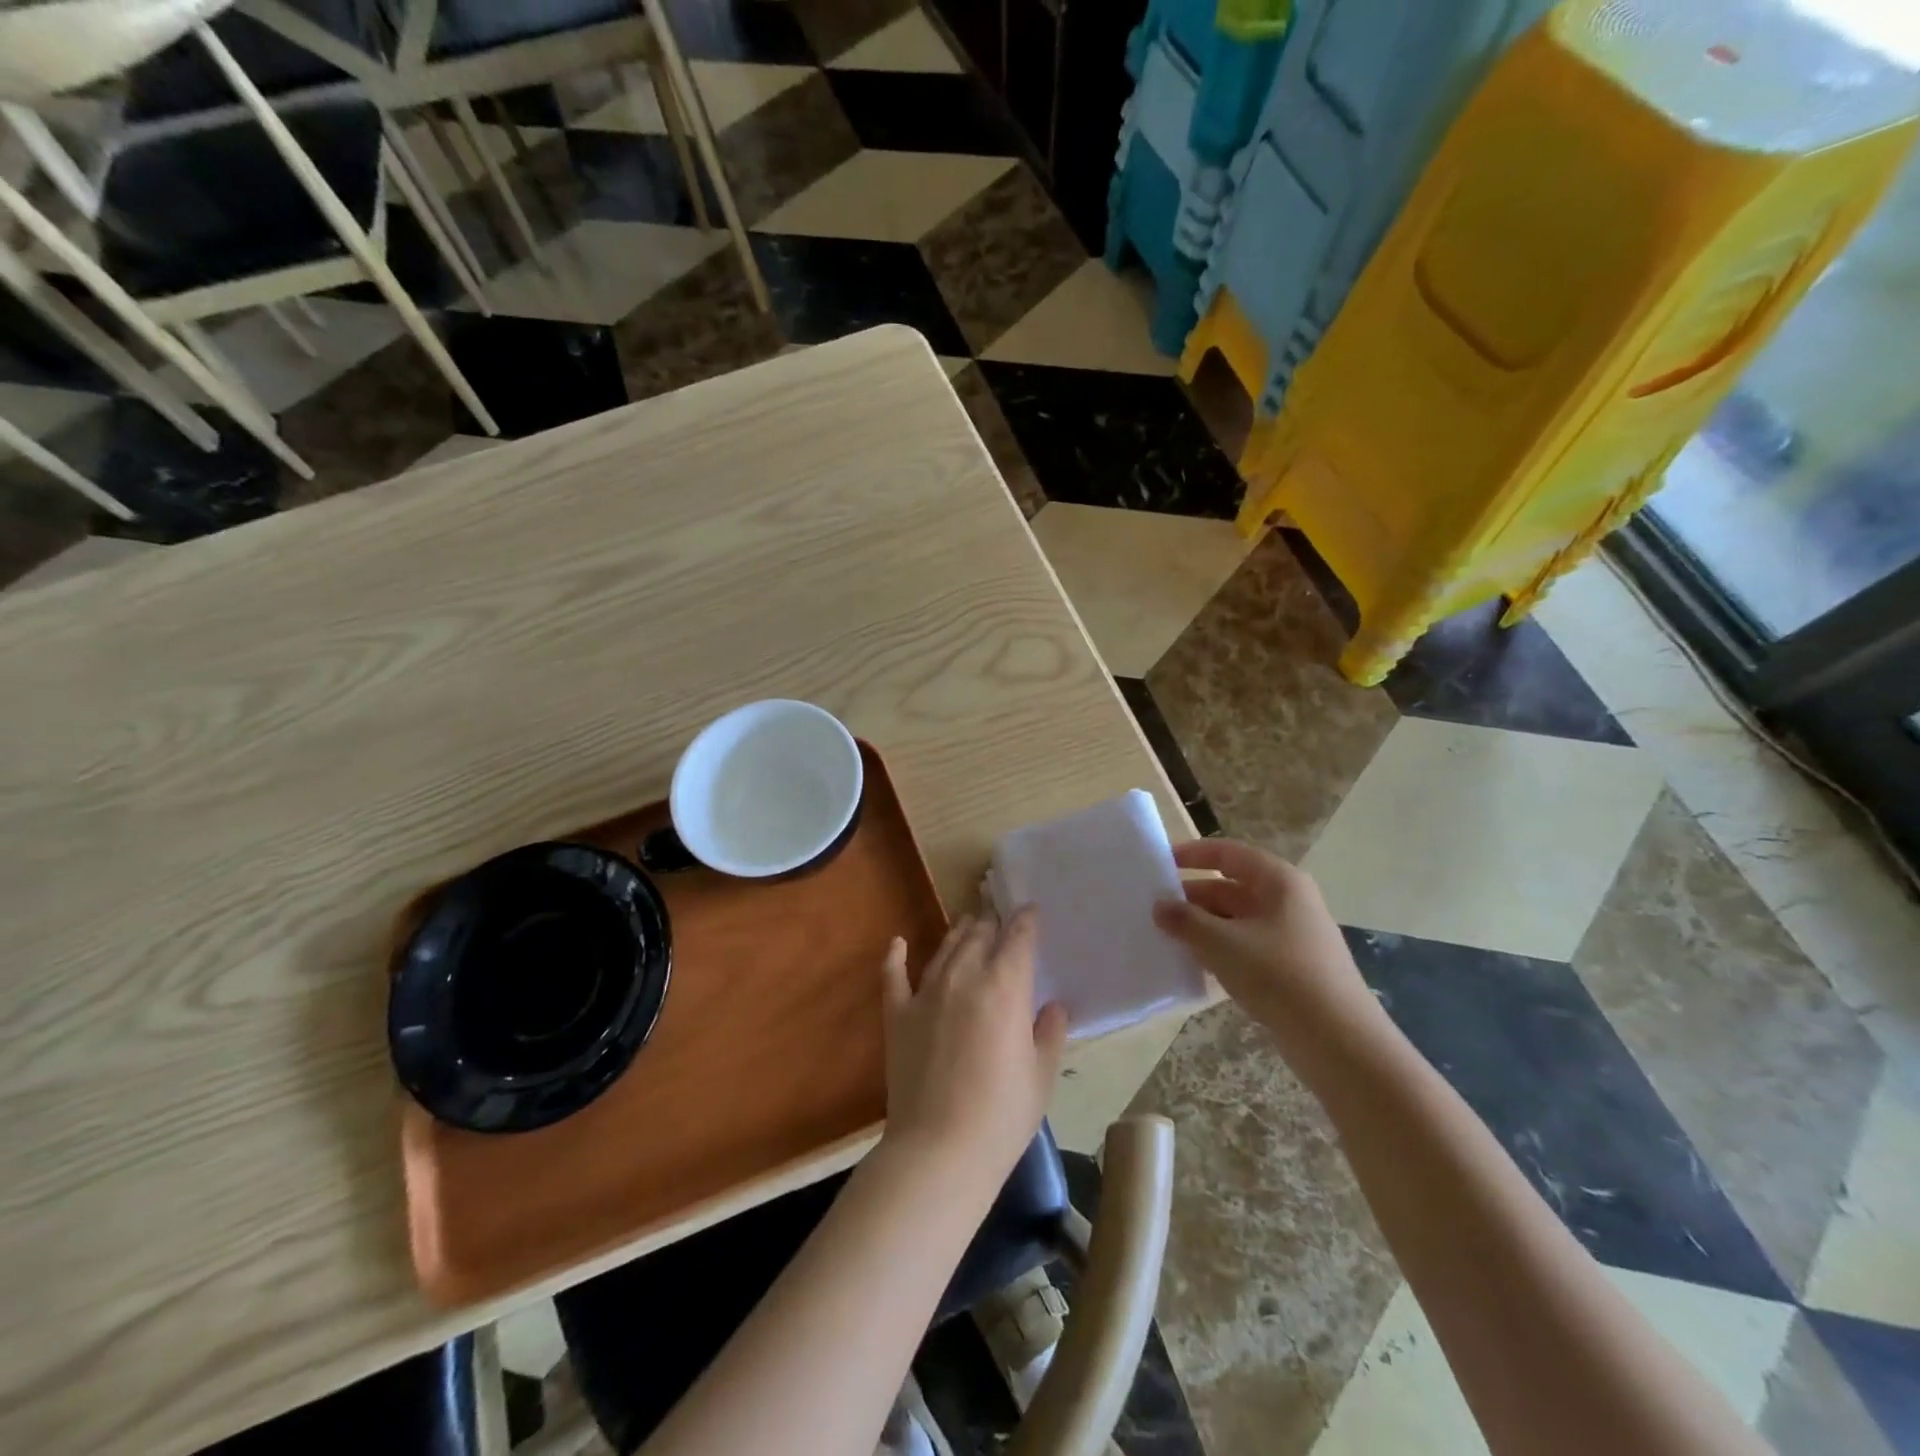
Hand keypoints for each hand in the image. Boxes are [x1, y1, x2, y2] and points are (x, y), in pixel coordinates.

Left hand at [880, 910, 1067, 1188]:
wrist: (939, 1150)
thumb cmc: (1002, 1115)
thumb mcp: (1040, 1075)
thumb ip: (1049, 1032)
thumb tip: (1053, 1006)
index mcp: (1004, 986)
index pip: (1018, 938)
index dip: (1026, 920)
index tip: (1030, 911)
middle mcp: (964, 977)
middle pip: (979, 935)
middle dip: (992, 923)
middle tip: (1000, 920)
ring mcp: (926, 993)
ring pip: (944, 948)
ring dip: (959, 932)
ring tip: (968, 923)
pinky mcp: (898, 1015)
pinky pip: (893, 976)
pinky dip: (895, 956)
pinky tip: (898, 942)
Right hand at [1153, 839, 1383, 1056]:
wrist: (1338, 1041)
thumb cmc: (1278, 975)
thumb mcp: (1222, 943)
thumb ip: (1185, 921)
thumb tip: (1160, 906)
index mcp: (1278, 881)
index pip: (1228, 853)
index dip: (1192, 854)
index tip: (1159, 864)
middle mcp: (1287, 901)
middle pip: (1230, 888)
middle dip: (1192, 898)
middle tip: (1153, 911)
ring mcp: (1291, 935)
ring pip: (1235, 920)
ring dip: (1202, 928)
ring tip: (1165, 939)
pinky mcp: (1290, 967)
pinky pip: (1245, 947)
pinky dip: (1219, 951)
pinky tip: (1194, 967)